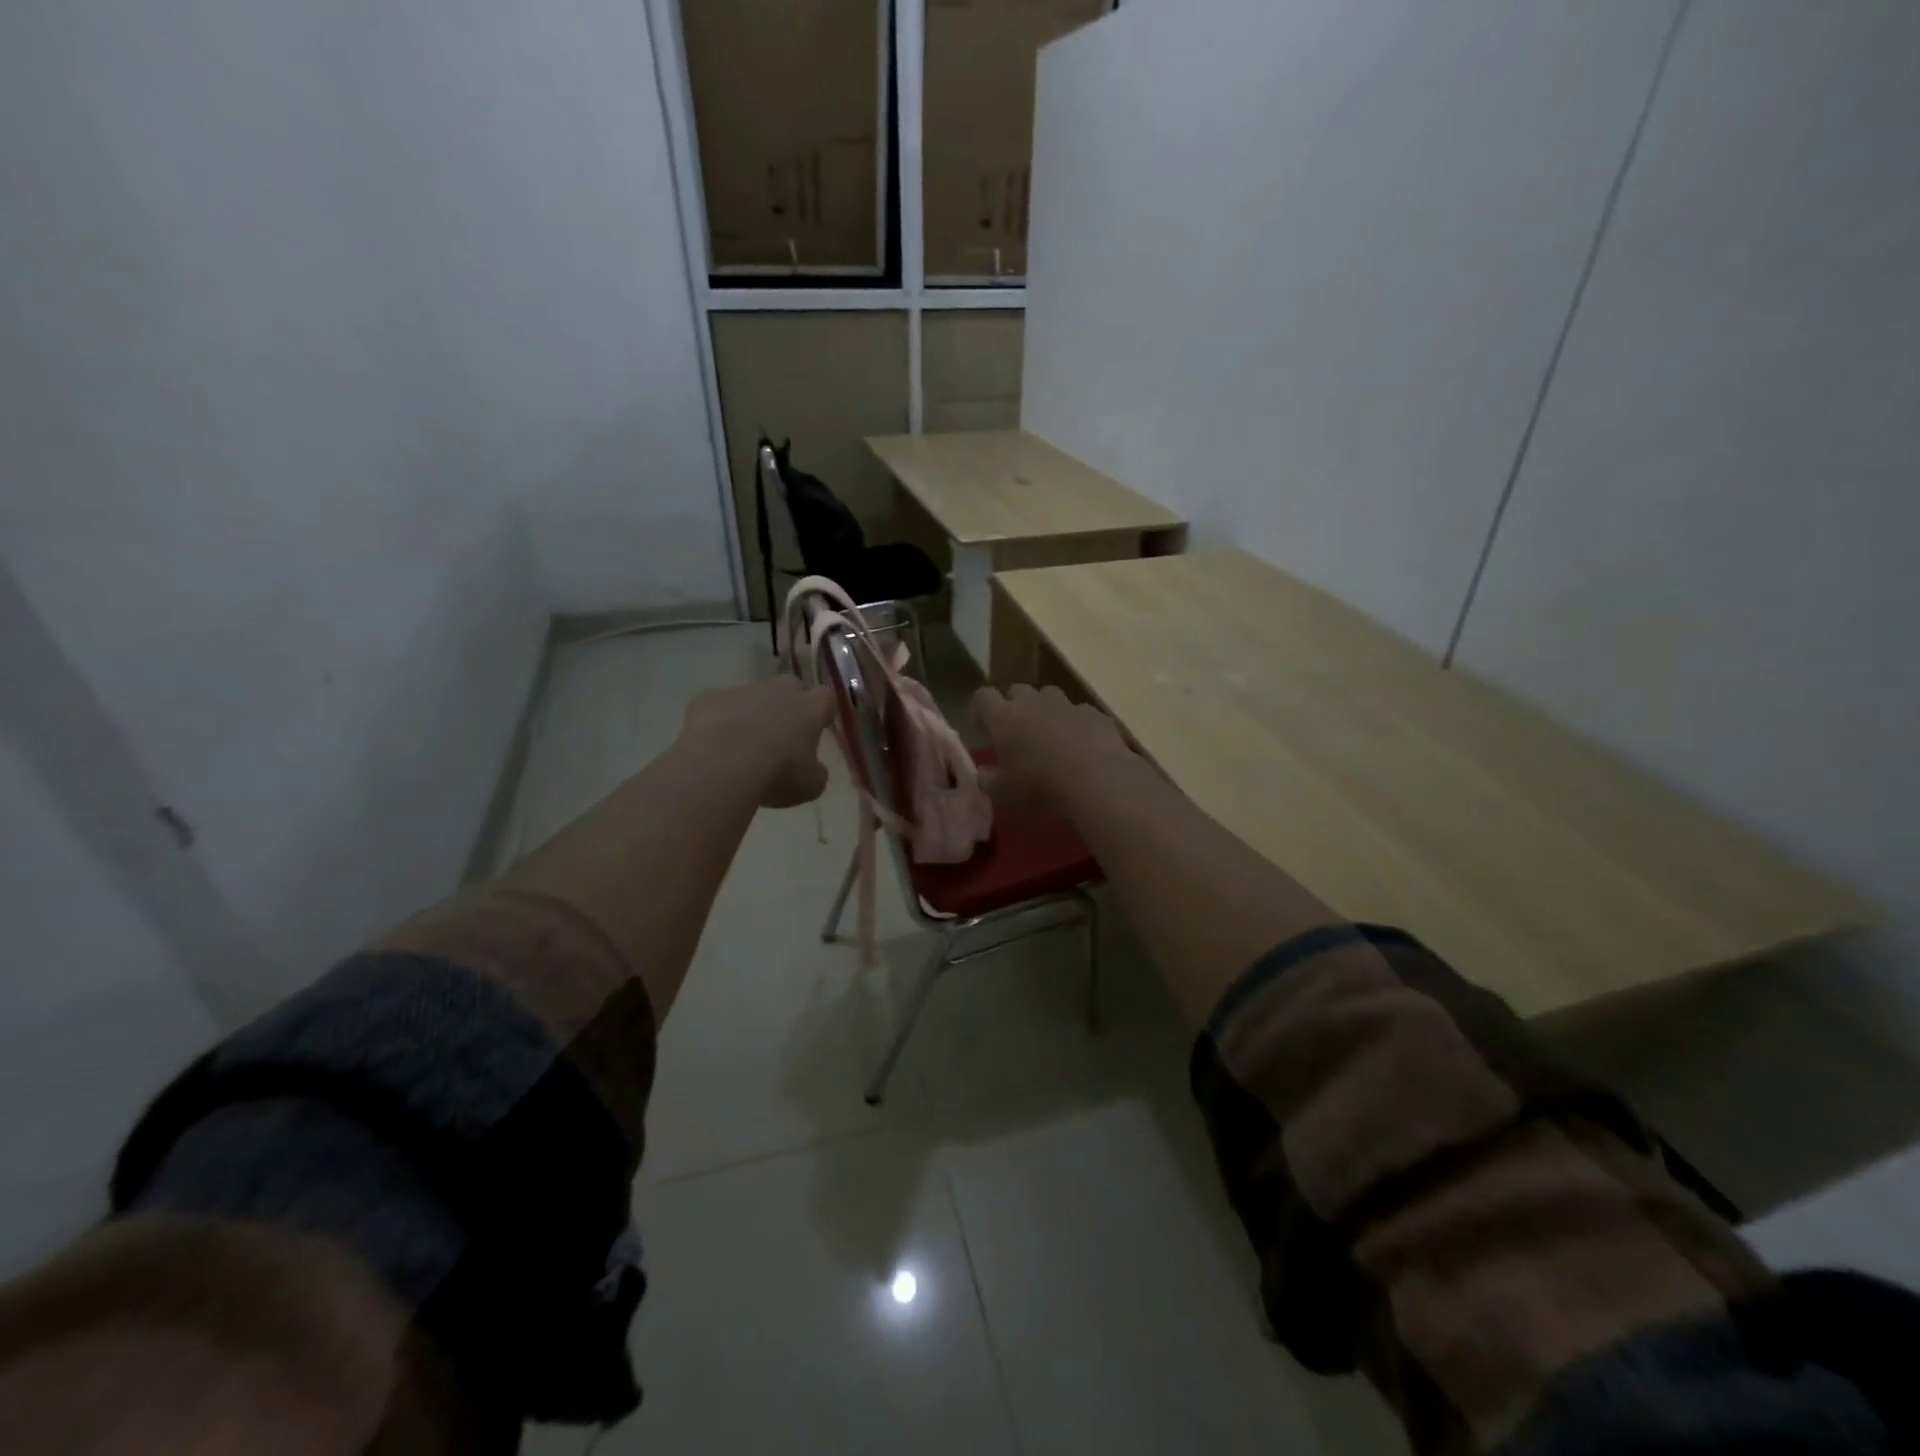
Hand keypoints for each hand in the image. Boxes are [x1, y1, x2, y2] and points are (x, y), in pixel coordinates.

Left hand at [680, 675, 835, 808]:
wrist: (722, 764)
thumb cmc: (777, 773)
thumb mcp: (810, 786)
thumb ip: (816, 773)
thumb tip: (814, 770)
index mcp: (809, 709)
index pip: (825, 697)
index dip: (822, 709)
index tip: (818, 725)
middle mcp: (778, 691)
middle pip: (790, 686)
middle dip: (788, 704)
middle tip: (782, 732)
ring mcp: (741, 691)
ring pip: (751, 696)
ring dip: (751, 713)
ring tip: (741, 745)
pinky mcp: (708, 698)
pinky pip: (717, 706)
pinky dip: (717, 720)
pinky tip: (712, 745)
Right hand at [972, 684, 1136, 815]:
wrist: (1098, 780)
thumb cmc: (1040, 786)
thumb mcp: (1004, 793)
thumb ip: (988, 780)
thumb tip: (984, 773)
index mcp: (1004, 717)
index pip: (983, 697)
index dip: (979, 710)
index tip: (981, 728)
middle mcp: (1033, 702)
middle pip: (1017, 691)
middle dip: (1013, 706)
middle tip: (1015, 733)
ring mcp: (1066, 705)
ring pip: (1049, 696)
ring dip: (1044, 710)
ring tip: (1049, 736)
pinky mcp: (1094, 714)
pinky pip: (1079, 712)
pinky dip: (1075, 724)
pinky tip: (1081, 745)